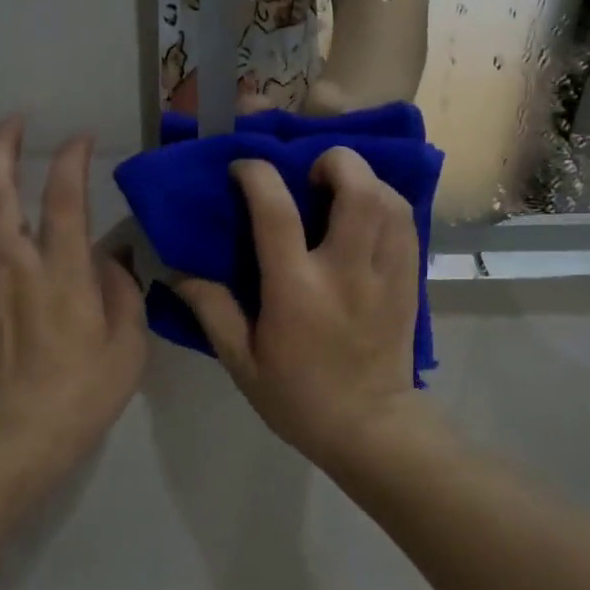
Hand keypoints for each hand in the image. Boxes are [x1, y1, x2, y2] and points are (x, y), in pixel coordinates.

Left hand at [0, 117, 146, 471]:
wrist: (16, 438)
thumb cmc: (82, 393)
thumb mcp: (128, 346)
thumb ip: (122, 292)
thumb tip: (108, 259)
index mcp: (62, 273)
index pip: (64, 198)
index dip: (70, 159)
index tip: (79, 138)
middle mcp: (13, 265)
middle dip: (0, 145)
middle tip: (12, 121)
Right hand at [172, 148, 419, 460]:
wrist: (369, 428)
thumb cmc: (298, 398)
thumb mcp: (242, 362)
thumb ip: (212, 311)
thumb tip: (179, 274)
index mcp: (296, 290)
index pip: (276, 212)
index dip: (257, 175)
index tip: (244, 169)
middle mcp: (345, 272)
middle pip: (357, 190)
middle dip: (335, 161)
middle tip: (312, 171)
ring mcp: (385, 274)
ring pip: (389, 201)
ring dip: (364, 179)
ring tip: (340, 187)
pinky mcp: (409, 281)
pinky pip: (407, 224)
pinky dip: (387, 203)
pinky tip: (368, 212)